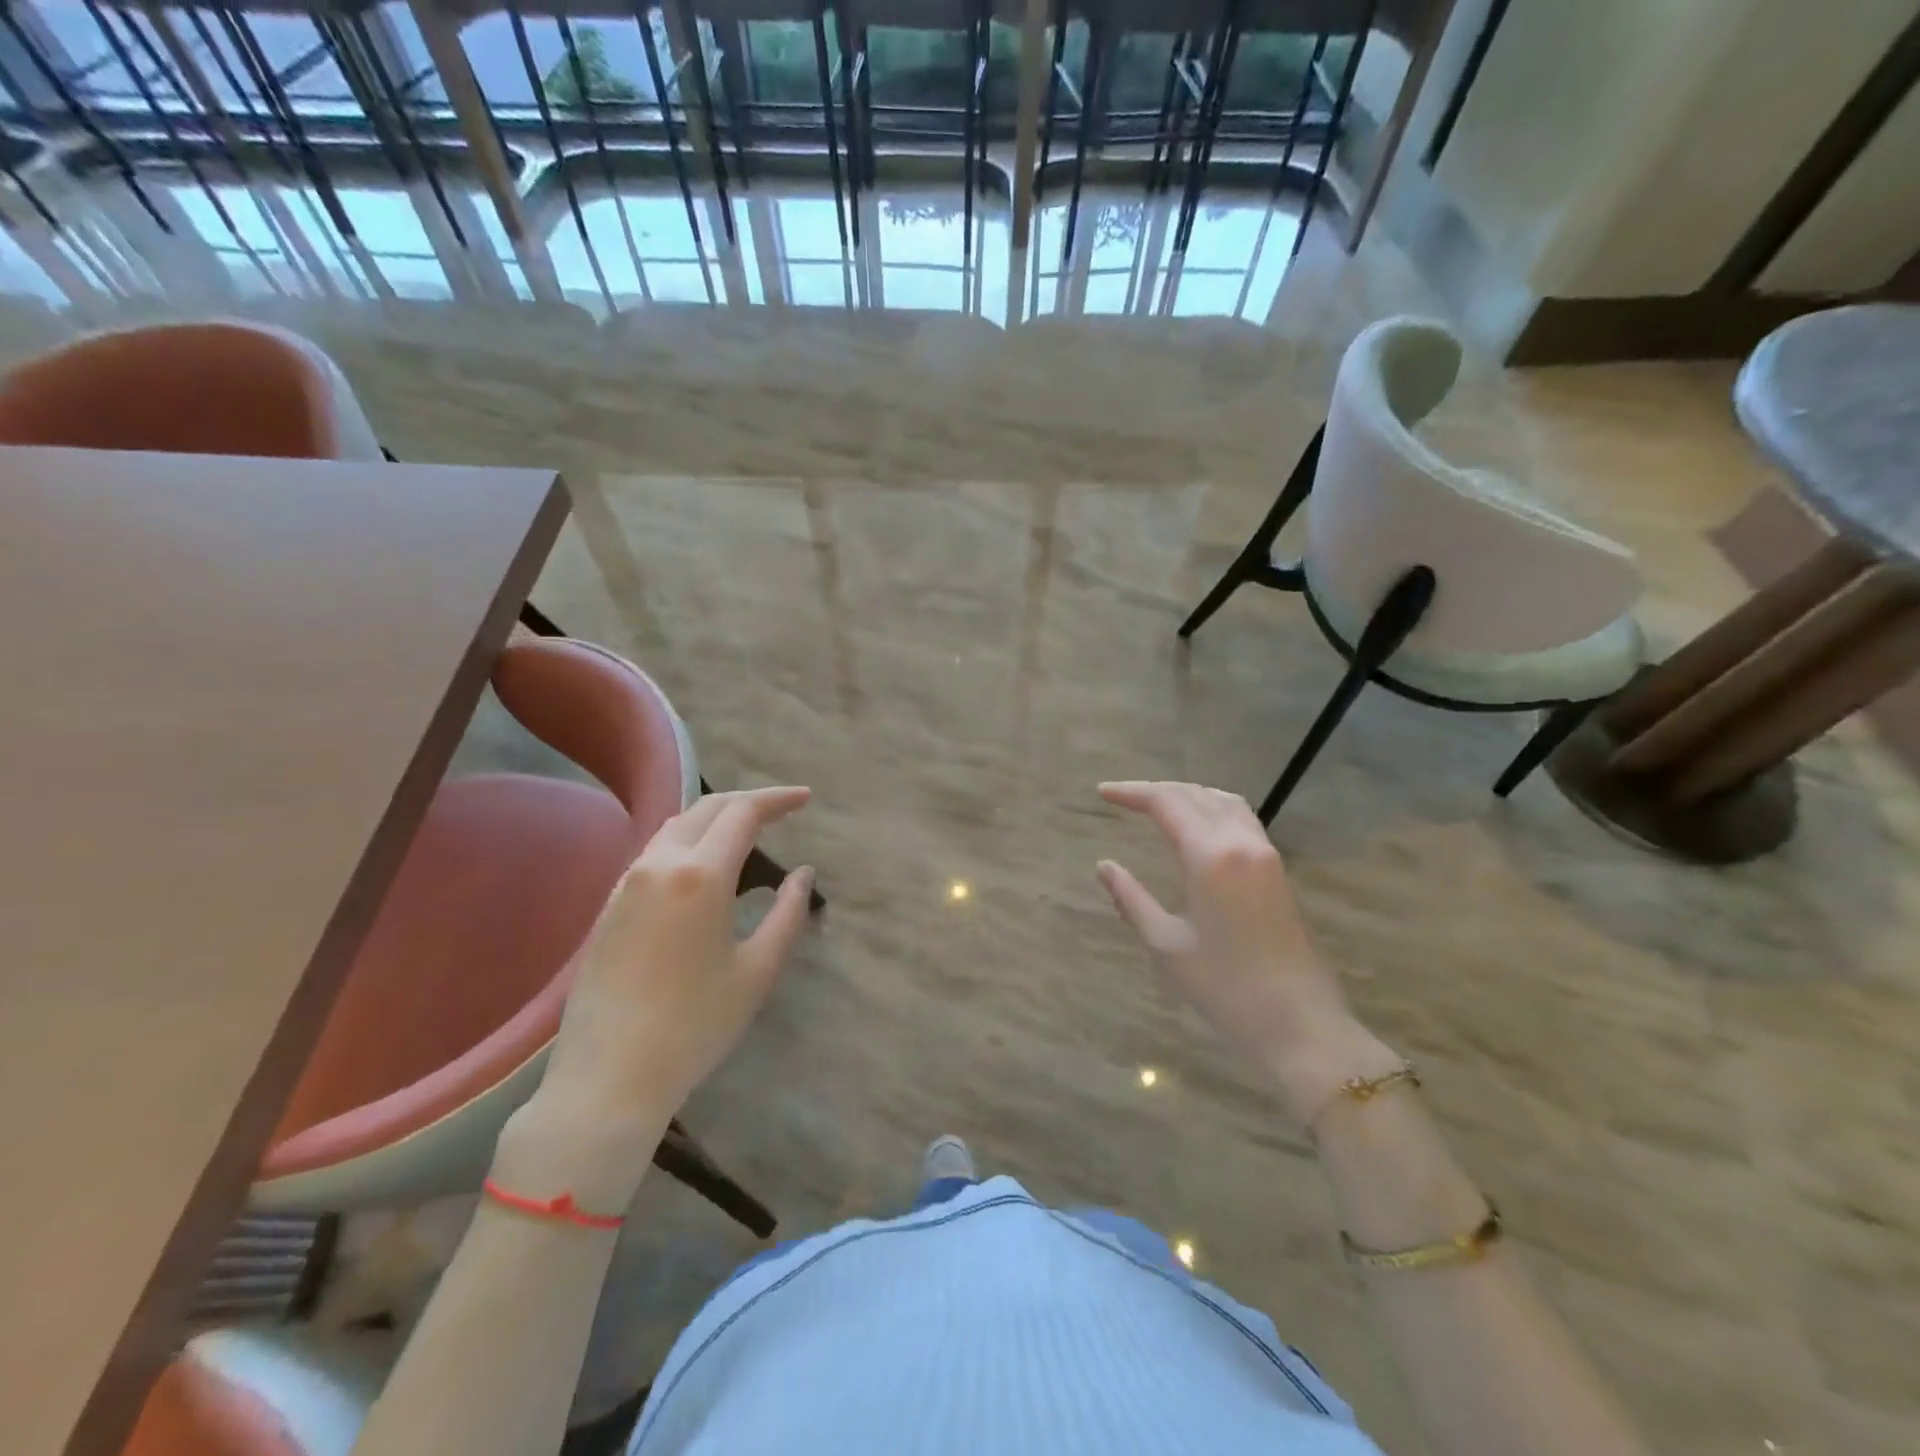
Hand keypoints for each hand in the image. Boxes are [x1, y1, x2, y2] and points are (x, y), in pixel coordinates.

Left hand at [533, 785, 814, 1140]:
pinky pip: (655, 852)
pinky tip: (703, 866)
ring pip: (677, 826)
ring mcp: (627, 882)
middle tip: (782, 810)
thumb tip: (803, 874)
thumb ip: (788, 912)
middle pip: (708, 808)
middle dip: (749, 801)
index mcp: (701, 874)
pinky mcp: (609, 905)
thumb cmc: (695, 1026)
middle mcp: (660, 864)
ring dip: (715, 819)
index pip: (744, 813)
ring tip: (746, 833)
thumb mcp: (757, 970)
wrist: (608, 1077)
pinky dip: (688, 841)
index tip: (806, 798)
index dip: (778, 799)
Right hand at [1096, 782, 1393, 1119]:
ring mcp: (1265, 853)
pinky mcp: (1277, 869)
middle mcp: (1240, 842)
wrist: (1300, 1023)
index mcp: (1210, 857)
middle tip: (1122, 797)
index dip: (1132, 792)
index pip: (1166, 803)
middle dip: (1155, 790)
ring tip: (1155, 803)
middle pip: (1195, 794)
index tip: (1102, 792)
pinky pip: (1241, 817)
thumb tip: (1104, 866)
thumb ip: (1132, 899)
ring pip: (1222, 800)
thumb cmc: (1226, 988)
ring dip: (1186, 794)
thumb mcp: (1166, 946)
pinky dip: (1211, 807)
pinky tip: (1197, 824)